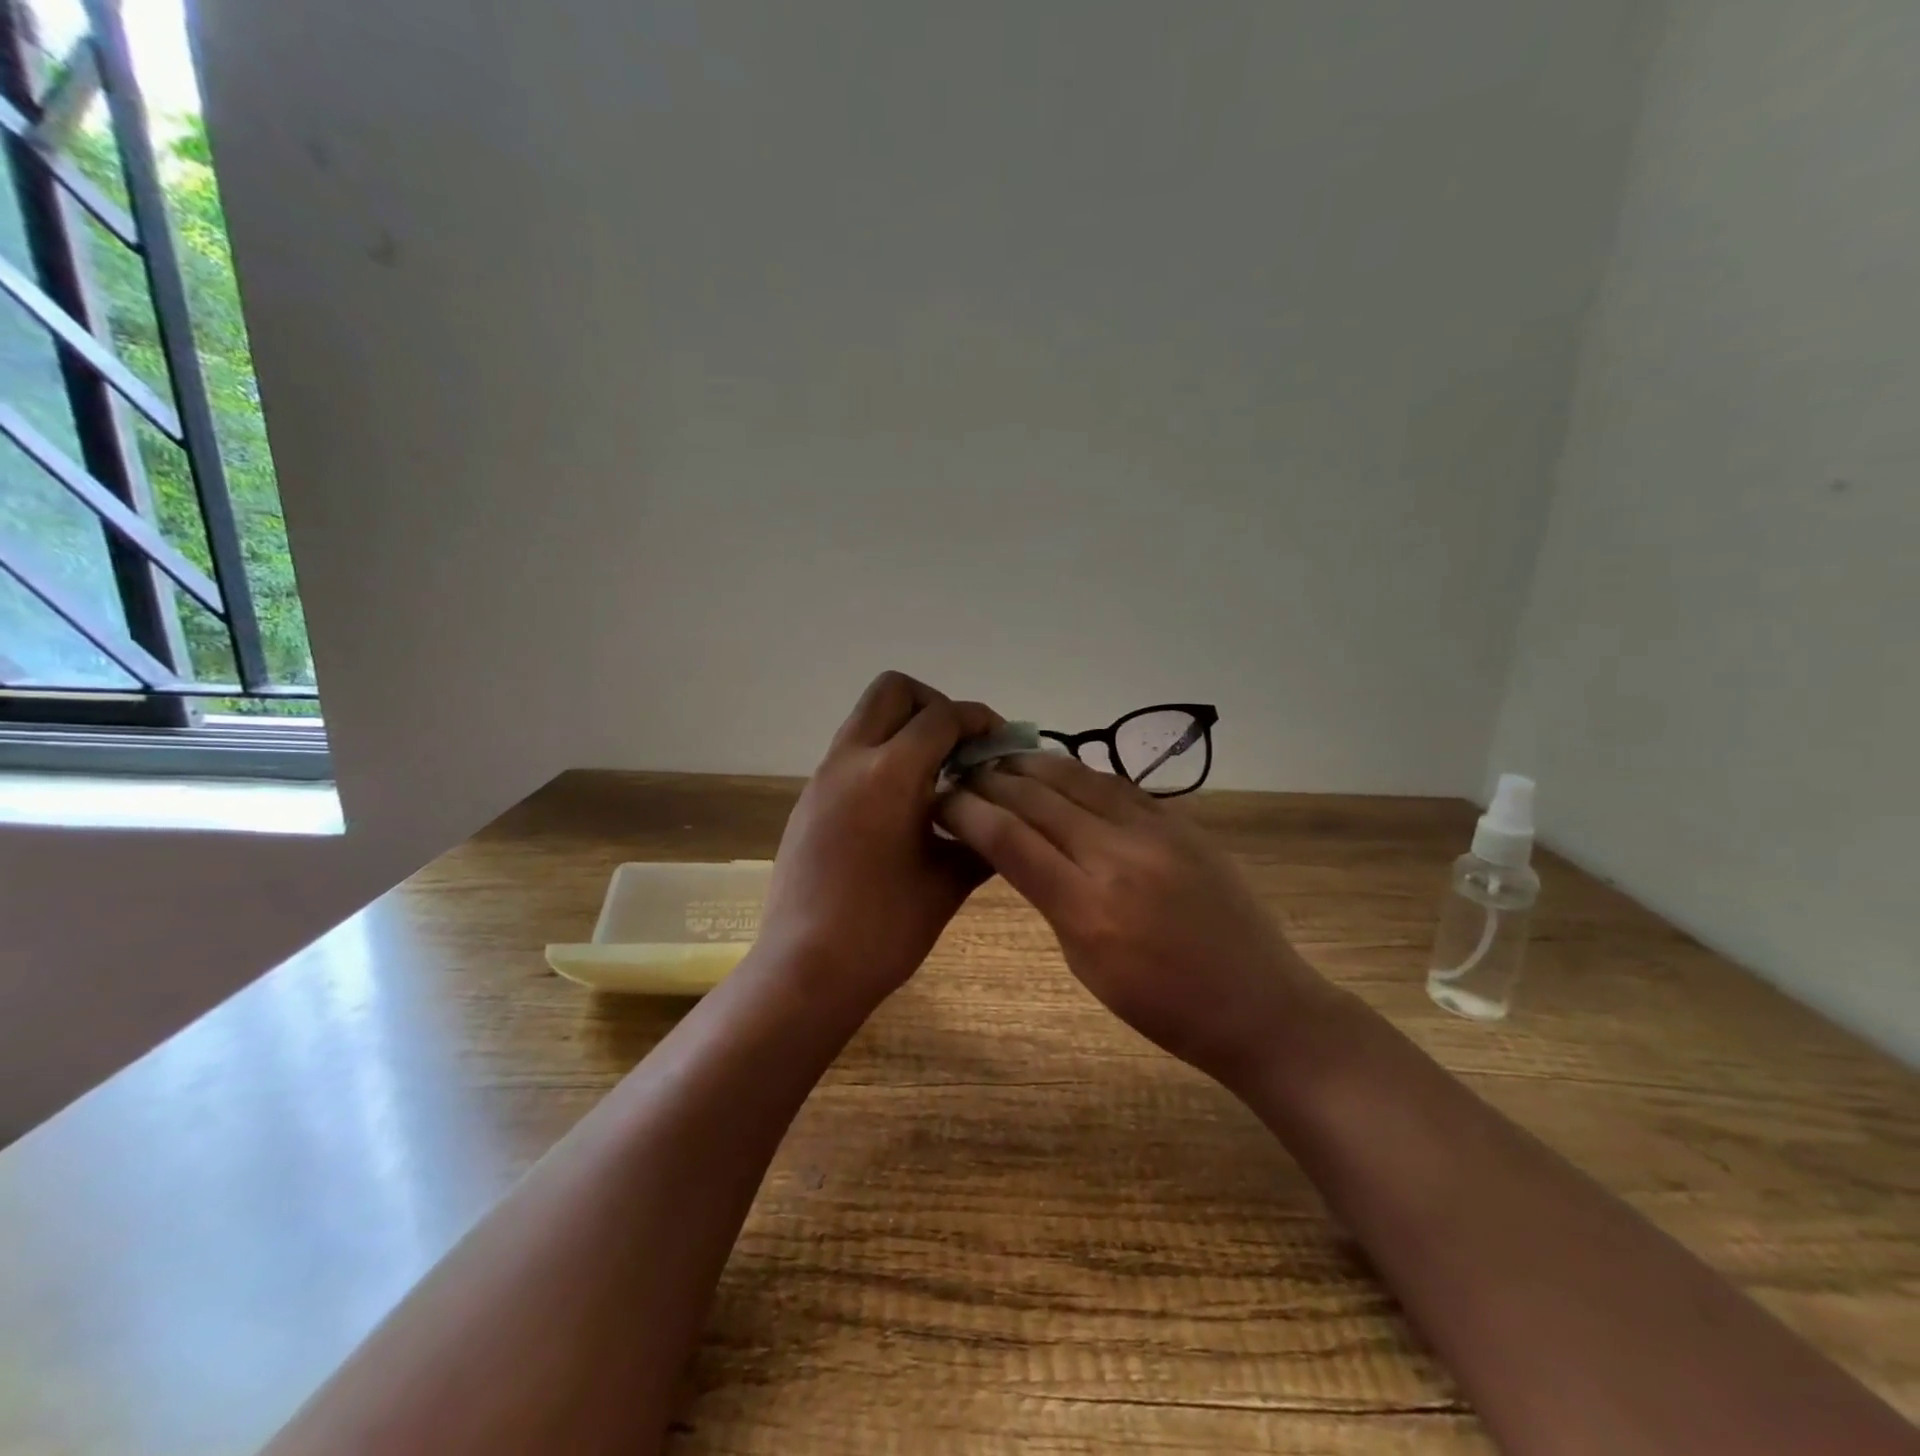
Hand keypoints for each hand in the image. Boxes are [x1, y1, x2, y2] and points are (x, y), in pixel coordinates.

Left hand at [760, 672, 1000, 1012]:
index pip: (942, 715)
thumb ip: (983, 835)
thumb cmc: (884, 929)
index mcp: (889, 773)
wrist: (806, 969)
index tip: (1002, 742)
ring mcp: (823, 778)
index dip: (979, 719)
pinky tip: (902, 806)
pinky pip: (851, 752)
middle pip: (893, 690)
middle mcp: (850, 760)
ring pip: (867, 718)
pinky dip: (883, 756)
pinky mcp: (809, 800)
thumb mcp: (949, 881)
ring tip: (936, 777)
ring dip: (905, 730)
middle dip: (934, 705)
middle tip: (959, 748)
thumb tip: (1005, 810)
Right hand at [938, 753, 1330, 1088]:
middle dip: (990, 781)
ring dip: (1031, 765)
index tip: (940, 800)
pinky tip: (1060, 771)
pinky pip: (1117, 784)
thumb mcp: (1086, 965)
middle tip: (963, 773)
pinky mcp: (1181, 822)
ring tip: (1001, 759)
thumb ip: (1050, 899)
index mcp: (1086, 908)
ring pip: (1077, 778)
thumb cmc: (1162, 1006)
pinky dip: (1079, 773)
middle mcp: (1117, 856)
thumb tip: (1019, 849)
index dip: (966, 811)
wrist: (1257, 1004)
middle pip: (1037, 798)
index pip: (1008, 839)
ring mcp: (1154, 832)